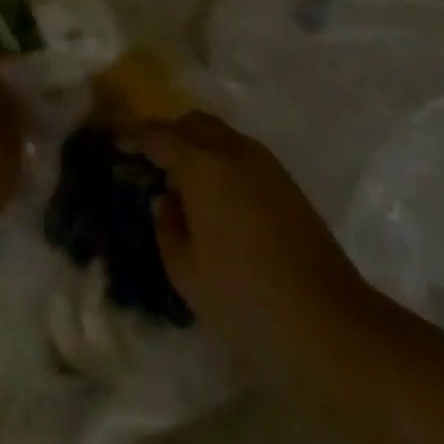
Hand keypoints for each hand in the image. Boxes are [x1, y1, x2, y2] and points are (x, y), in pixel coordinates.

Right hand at [135, 113, 371, 380]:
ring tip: (182, 185)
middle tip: (150, 165)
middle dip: (168, 135)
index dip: (134, 136)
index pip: (159, 134)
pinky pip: (241, 154)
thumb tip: (168, 200)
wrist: (327, 320)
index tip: (117, 144)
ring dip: (197, 146)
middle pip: (193, 122)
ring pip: (221, 135)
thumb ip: (167, 226)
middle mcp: (234, 150)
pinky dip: (221, 161)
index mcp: (203, 165)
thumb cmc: (244, 298)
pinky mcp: (285, 181)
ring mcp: (265, 162)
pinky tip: (217, 200)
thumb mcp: (186, 271)